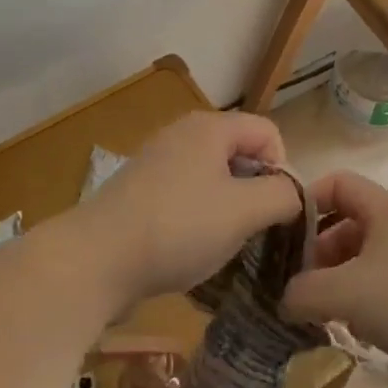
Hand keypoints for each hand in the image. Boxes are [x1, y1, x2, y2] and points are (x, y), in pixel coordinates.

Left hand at [74, 111, 302, 308]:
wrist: (95, 260)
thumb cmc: (179, 228)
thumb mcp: (245, 212)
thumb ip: (283, 196)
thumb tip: (293, 194)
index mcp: (210, 127)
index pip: (268, 132)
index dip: (283, 168)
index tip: (276, 209)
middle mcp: (182, 134)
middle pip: (240, 153)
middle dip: (255, 190)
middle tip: (252, 228)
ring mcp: (156, 162)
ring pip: (213, 178)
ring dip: (228, 208)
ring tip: (223, 242)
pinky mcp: (139, 191)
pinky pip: (186, 196)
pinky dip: (198, 218)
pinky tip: (190, 247)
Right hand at [284, 171, 387, 387]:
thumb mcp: (345, 292)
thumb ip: (302, 292)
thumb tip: (283, 299)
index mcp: (386, 210)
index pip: (338, 183)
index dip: (306, 200)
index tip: (280, 233)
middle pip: (347, 226)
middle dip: (316, 253)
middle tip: (293, 284)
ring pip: (363, 263)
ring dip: (337, 284)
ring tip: (316, 313)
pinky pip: (383, 293)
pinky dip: (363, 307)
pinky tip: (352, 333)